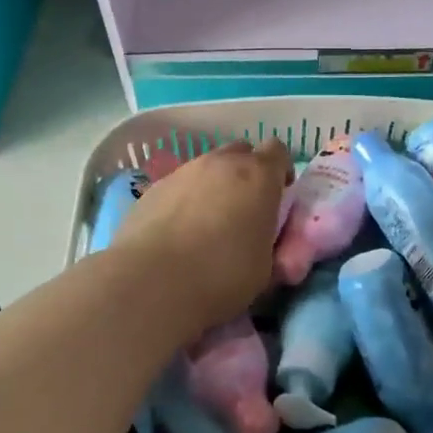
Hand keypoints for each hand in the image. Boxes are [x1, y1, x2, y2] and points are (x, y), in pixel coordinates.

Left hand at [111, 138, 292, 336]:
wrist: (152, 282)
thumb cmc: (222, 275)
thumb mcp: (266, 269)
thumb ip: (272, 245)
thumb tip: (269, 246)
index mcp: (258, 176)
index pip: (278, 151)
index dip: (280, 171)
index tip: (278, 196)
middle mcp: (221, 162)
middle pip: (241, 152)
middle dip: (247, 173)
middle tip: (245, 207)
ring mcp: (184, 171)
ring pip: (207, 166)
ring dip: (214, 185)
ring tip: (208, 222)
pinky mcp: (154, 187)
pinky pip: (179, 184)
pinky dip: (185, 199)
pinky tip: (178, 231)